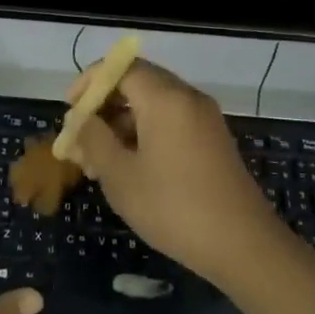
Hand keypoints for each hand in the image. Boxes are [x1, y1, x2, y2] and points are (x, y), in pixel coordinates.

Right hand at [67, 59, 278, 284]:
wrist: (244, 246)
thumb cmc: (173, 207)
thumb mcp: (120, 176)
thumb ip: (93, 139)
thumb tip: (80, 120)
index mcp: (165, 98)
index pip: (120, 68)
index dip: (90, 82)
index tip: (71, 109)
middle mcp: (187, 98)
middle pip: (137, 83)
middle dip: (104, 106)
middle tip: (81, 137)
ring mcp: (205, 119)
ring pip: (154, 105)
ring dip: (122, 124)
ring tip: (98, 162)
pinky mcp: (213, 140)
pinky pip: (171, 122)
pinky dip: (145, 134)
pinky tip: (130, 168)